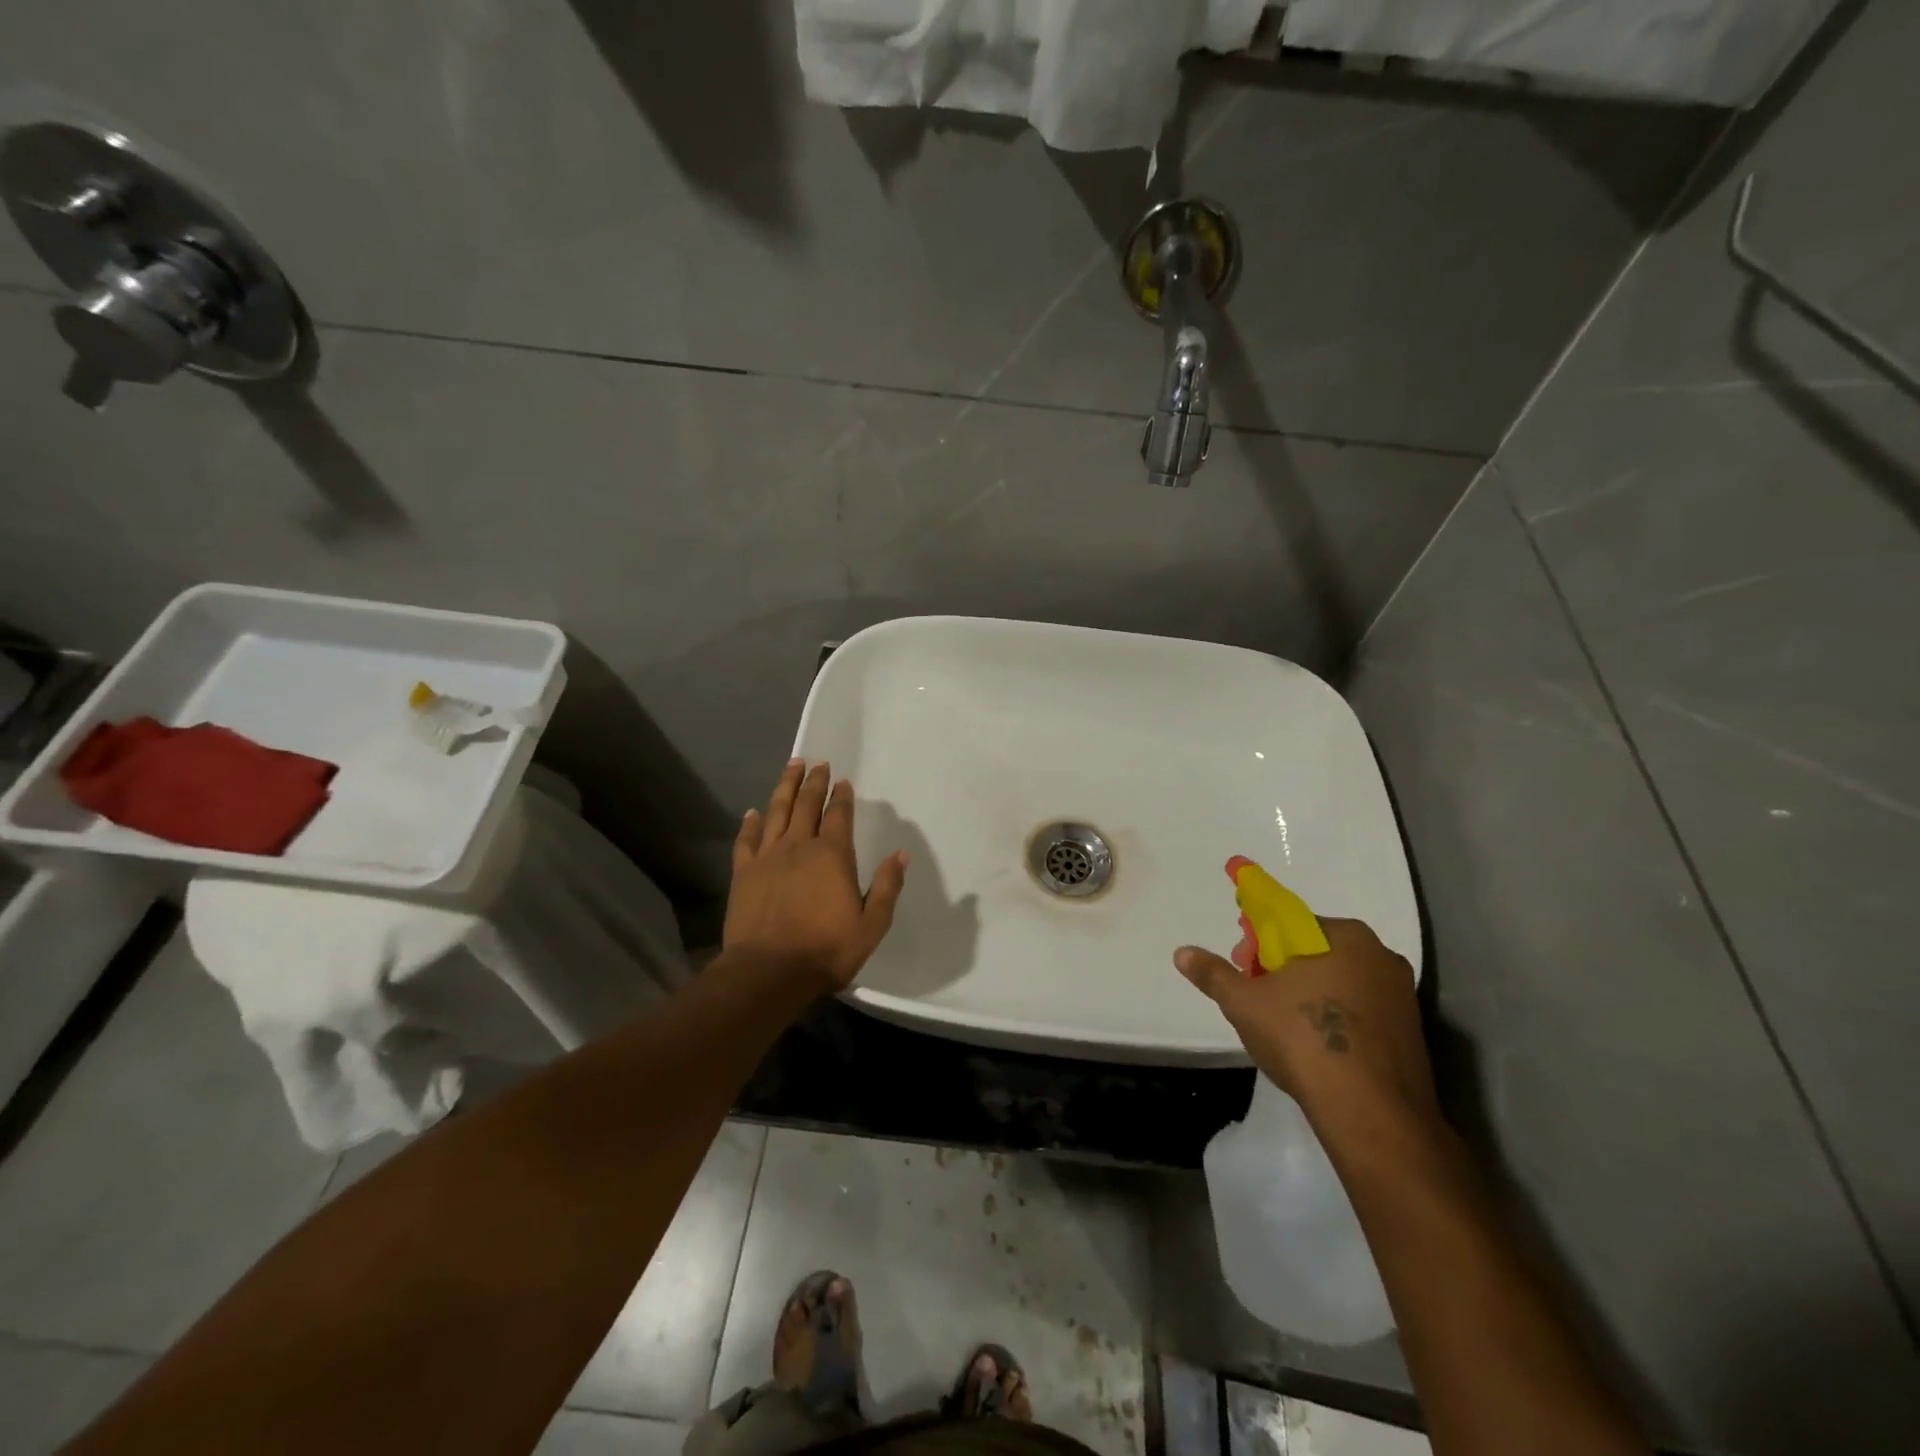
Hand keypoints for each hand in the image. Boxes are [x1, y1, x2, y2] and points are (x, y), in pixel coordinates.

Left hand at [724, 760, 908, 992]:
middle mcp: (799, 846)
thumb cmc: (826, 950)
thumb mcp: (871, 924)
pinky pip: (746, 840)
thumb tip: (901, 854)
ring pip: (776, 812)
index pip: (838, 815)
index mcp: (832, 855)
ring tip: (791, 766)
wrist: (769, 971)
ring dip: (785, 787)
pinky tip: (753, 812)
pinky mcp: (743, 873)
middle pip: (806, 805)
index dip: (841, 796)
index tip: (842, 781)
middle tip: (817, 763)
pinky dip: (750, 823)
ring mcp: (768, 857)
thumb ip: (887, 887)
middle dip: (814, 782)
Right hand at [1175, 918, 1437, 1129]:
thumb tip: (1182, 953)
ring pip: (1339, 982)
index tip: (1244, 967)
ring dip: (1308, 994)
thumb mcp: (1244, 1002)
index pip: (1289, 922)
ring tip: (1283, 1027)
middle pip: (1315, 950)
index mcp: (1344, 935)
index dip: (1258, 943)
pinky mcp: (1412, 1033)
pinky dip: (1335, 1019)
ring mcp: (1401, 995)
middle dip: (1281, 968)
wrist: (1371, 1113)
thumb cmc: (1303, 1039)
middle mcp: (1379, 955)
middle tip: (1257, 998)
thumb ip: (1213, 974)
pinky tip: (1316, 1047)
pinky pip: (1361, 1011)